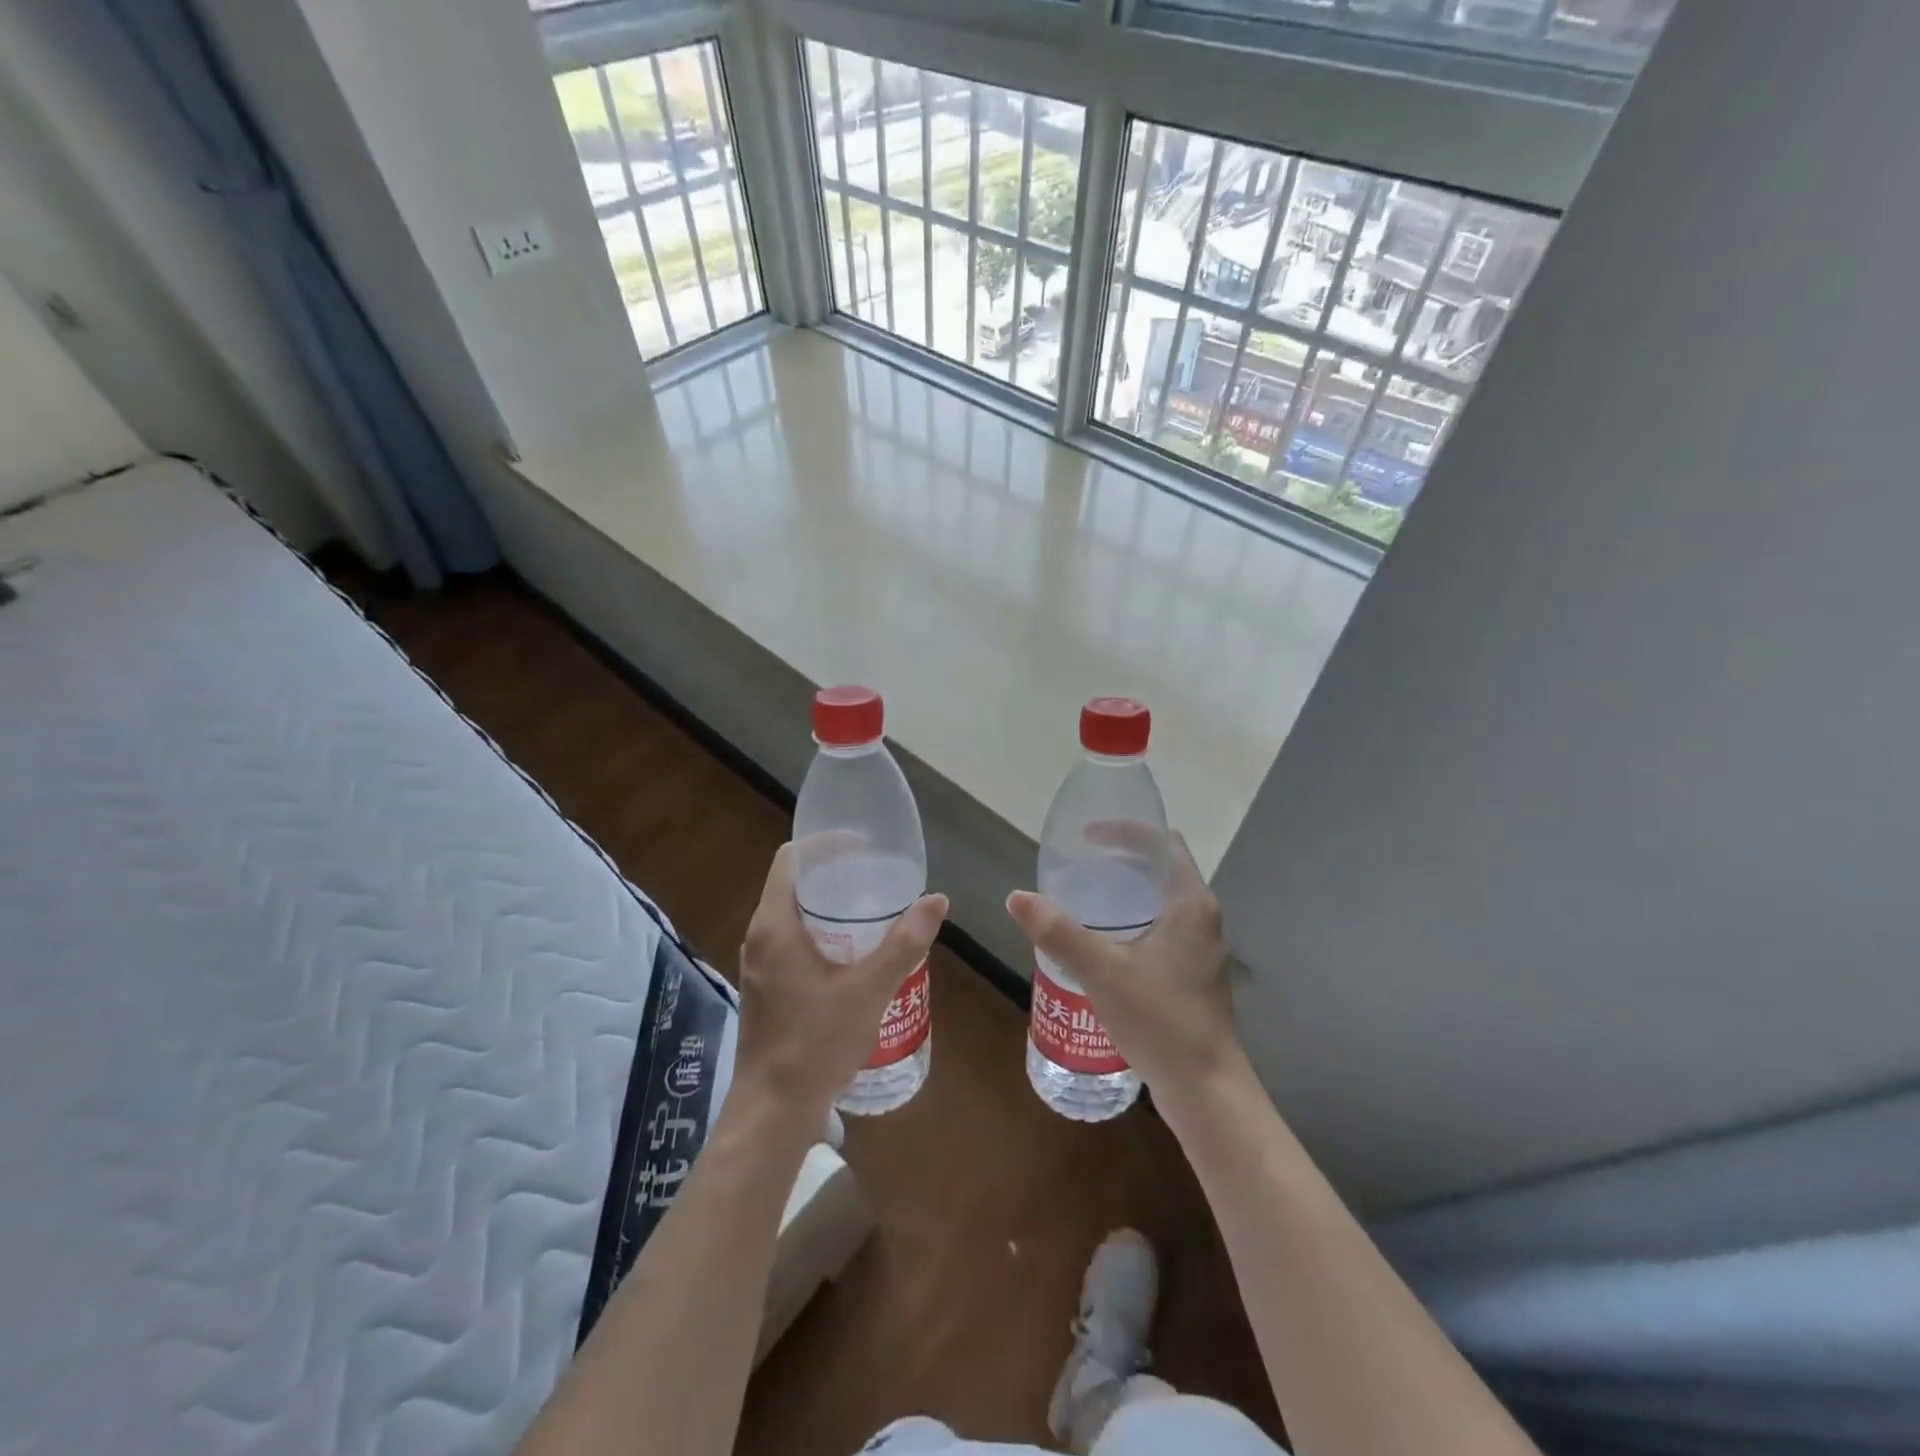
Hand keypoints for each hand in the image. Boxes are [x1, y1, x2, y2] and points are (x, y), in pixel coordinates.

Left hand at [735, 842, 946, 1120]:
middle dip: (834, 874)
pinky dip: (821, 932)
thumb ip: (904, 943)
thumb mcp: (869, 990)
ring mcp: (760, 963)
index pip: (791, 859)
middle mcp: (760, 937)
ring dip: (828, 906)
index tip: (863, 846)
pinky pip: (792, 940)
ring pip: (793, 914)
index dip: (825, 844)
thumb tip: (936, 900)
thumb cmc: (816, 1043)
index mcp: (775, 925)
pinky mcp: (766, 986)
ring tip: (872, 910)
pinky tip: (854, 953)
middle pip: (793, 883)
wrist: (774, 1110)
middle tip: (877, 877)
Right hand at [1006, 833, 1242, 1101]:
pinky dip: (1134, 917)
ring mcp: (1201, 947)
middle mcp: (1202, 917)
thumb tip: (1017, 897)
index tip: (1085, 835)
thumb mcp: (1103, 972)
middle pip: (1162, 867)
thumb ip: (1059, 932)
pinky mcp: (1194, 972)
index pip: (1161, 842)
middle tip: (1079, 862)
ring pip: (1162, 899)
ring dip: (1128, 889)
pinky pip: (1163, 926)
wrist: (1207, 1091)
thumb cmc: (1161, 1020)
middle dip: (1122, 857)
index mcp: (1190, 903)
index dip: (1125, 829)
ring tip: (1085, 895)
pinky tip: (1104, 940)